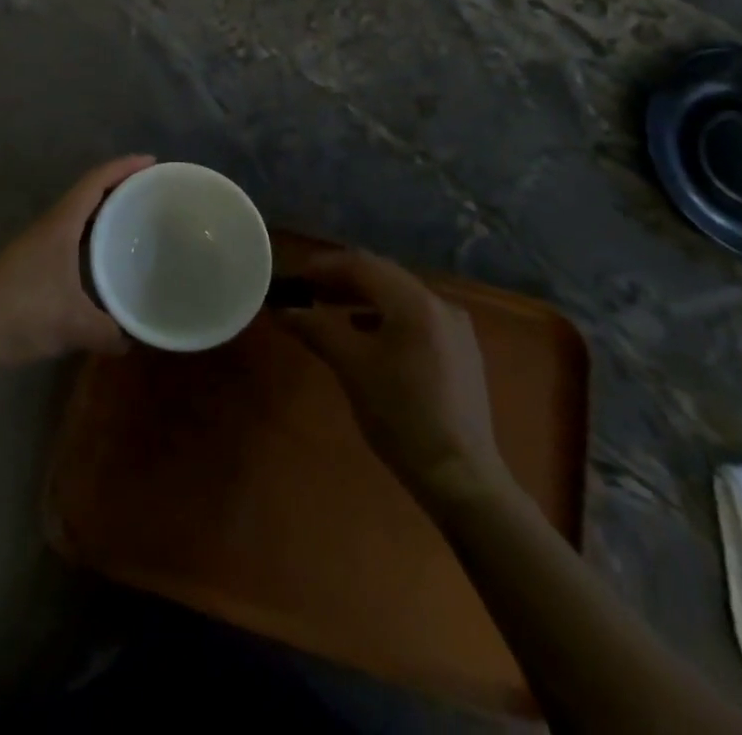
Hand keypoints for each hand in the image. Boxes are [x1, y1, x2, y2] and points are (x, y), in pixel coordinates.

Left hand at [0, 156, 154, 367]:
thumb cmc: (20, 313)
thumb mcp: (73, 324)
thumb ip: (108, 331)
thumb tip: (133, 340)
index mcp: (60, 225)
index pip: (95, 182)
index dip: (124, 167)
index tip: (152, 162)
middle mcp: (49, 227)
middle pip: (87, 194)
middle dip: (118, 187)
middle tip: (151, 191)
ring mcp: (36, 246)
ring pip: (77, 218)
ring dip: (103, 213)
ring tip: (133, 220)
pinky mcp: (30, 266)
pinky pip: (69, 239)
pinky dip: (90, 239)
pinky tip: (101, 261)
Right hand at [273, 247, 505, 501]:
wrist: (460, 477)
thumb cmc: (401, 415)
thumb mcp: (351, 367)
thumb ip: (315, 328)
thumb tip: (281, 309)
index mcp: (415, 302)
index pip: (361, 264)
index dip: (324, 266)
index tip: (294, 278)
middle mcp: (439, 304)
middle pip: (382, 275)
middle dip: (341, 279)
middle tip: (307, 291)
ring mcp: (455, 327)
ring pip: (398, 295)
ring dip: (361, 296)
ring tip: (328, 308)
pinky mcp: (460, 350)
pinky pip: (414, 316)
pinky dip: (384, 315)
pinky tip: (365, 332)